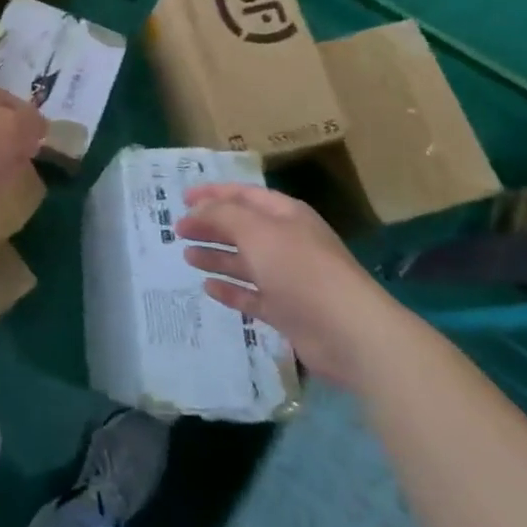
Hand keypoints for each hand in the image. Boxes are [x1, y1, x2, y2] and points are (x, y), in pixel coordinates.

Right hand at [176, 184, 408, 388]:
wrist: (349, 332)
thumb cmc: (301, 270)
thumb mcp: (256, 231)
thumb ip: (222, 215)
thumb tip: (197, 209)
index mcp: (285, 216)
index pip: (244, 195)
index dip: (212, 194)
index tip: (181, 199)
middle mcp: (286, 242)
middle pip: (241, 228)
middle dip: (210, 226)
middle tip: (178, 231)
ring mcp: (287, 278)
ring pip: (244, 262)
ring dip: (215, 256)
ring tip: (186, 257)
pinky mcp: (286, 311)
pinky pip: (251, 295)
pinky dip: (230, 289)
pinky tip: (208, 287)